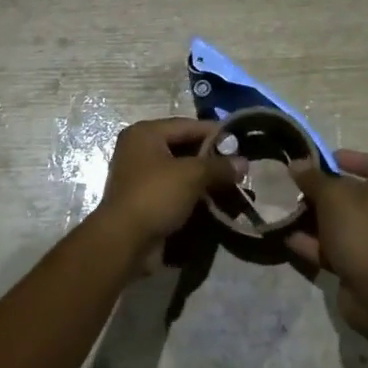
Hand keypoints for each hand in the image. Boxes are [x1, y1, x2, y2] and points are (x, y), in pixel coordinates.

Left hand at [94, 118, 237, 271]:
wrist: (124, 242)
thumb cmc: (156, 196)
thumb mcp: (192, 175)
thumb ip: (219, 166)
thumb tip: (244, 163)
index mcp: (145, 133)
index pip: (188, 125)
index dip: (215, 133)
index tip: (240, 142)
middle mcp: (139, 149)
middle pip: (183, 146)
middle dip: (211, 158)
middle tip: (237, 167)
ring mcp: (139, 175)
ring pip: (180, 170)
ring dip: (203, 178)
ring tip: (230, 185)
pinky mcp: (143, 199)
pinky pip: (174, 189)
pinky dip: (192, 193)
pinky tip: (213, 201)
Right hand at [286, 150, 367, 335]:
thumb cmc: (360, 229)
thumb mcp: (332, 196)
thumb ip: (313, 178)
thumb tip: (296, 164)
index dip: (344, 158)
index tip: (316, 161)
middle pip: (348, 192)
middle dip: (319, 190)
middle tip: (292, 186)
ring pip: (337, 220)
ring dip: (312, 217)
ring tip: (283, 210)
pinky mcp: (359, 262)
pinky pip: (332, 246)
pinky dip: (312, 242)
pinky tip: (286, 237)